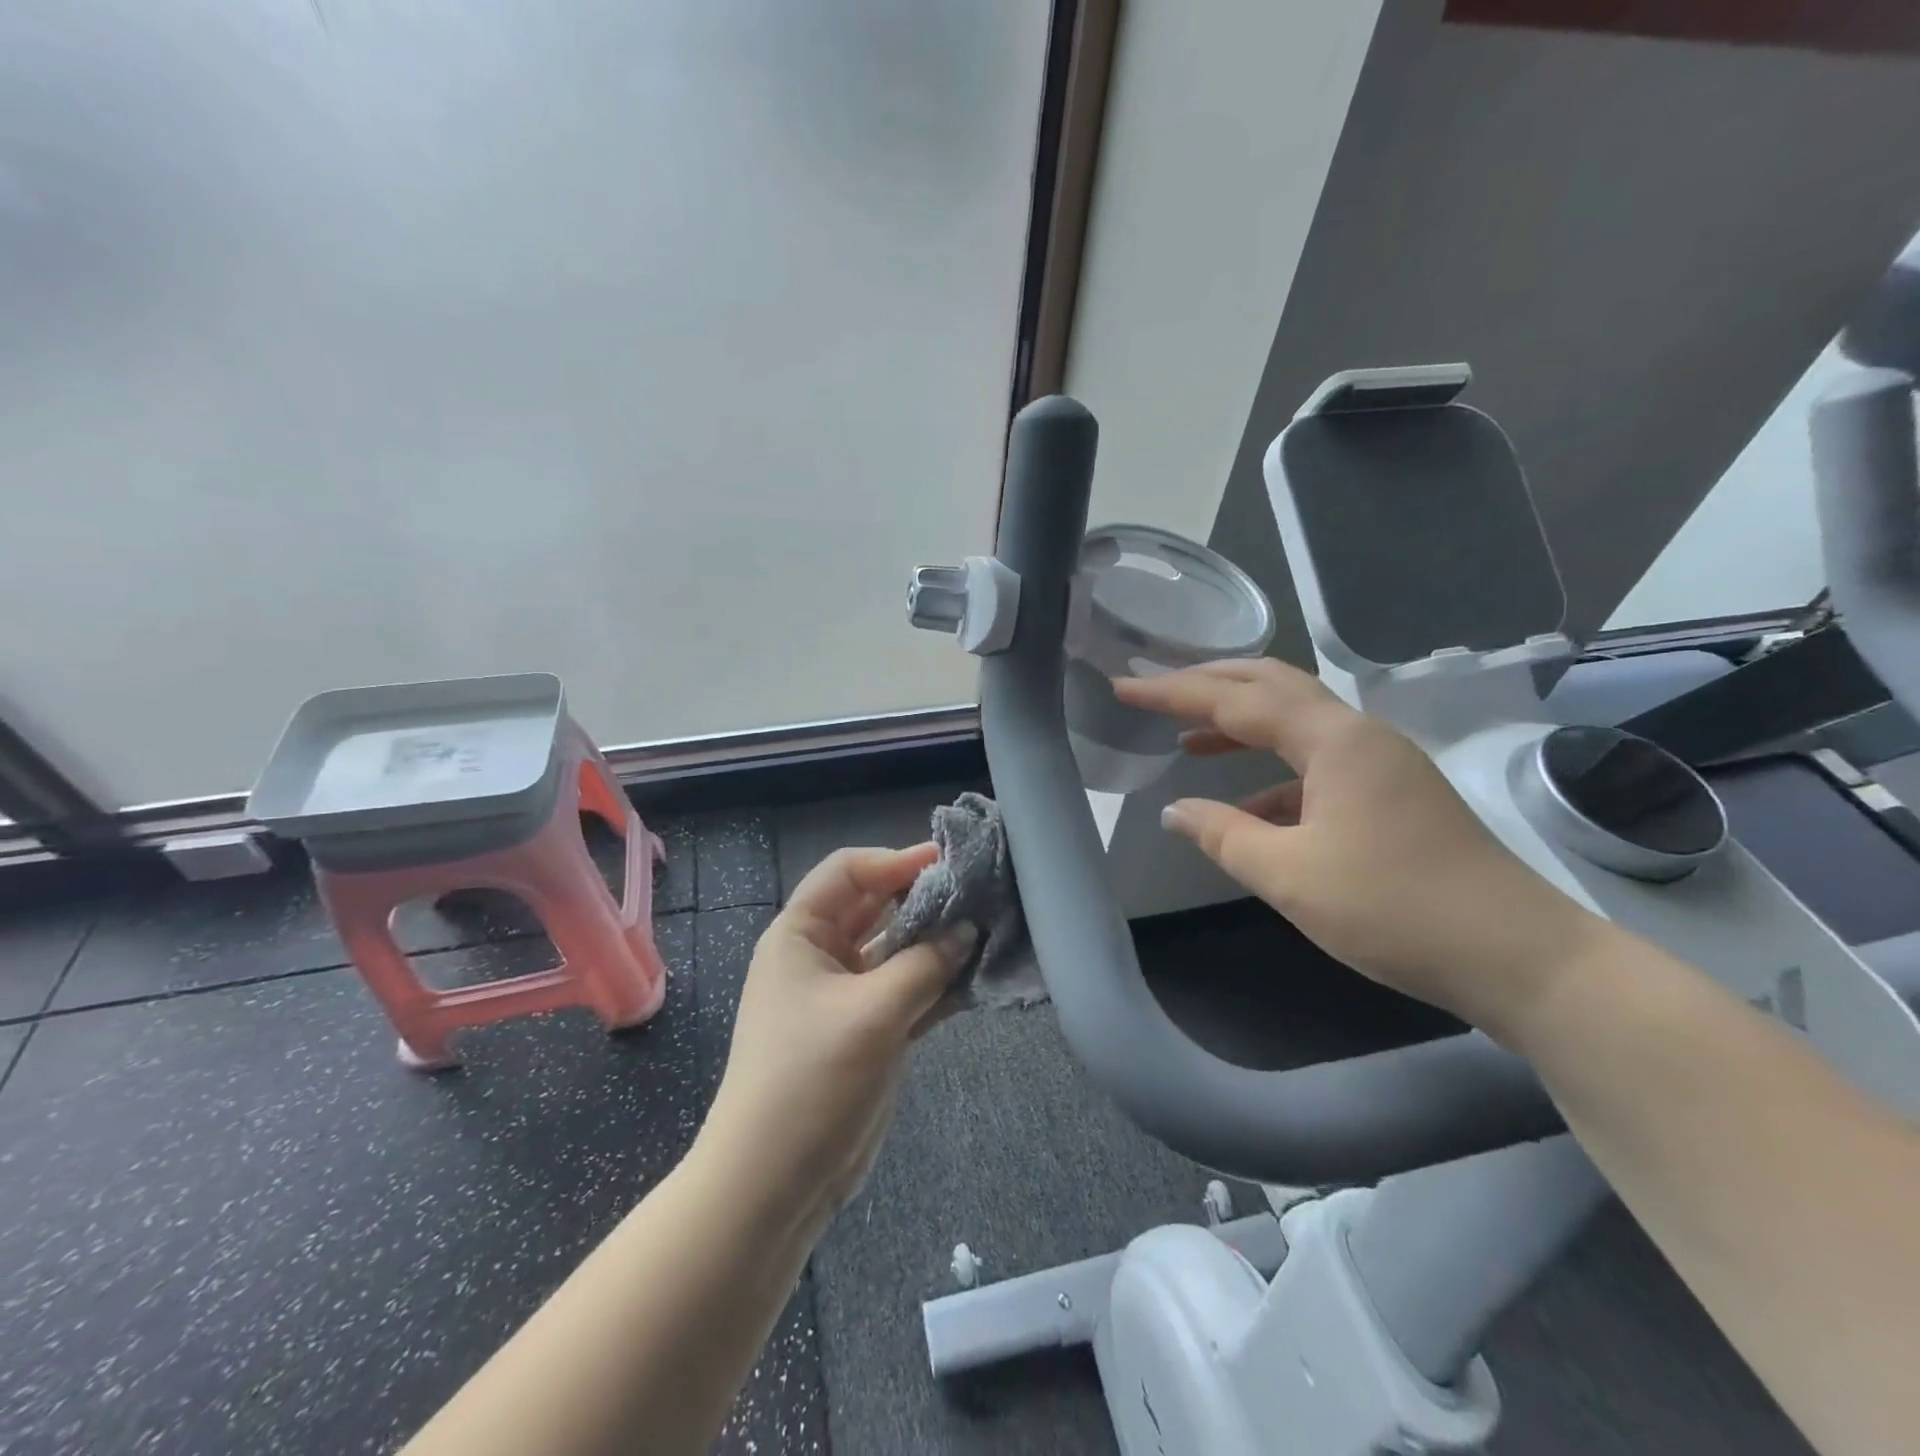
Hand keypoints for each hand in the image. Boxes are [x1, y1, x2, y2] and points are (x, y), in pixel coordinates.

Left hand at [698, 845, 974, 1229]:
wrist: (775, 1184)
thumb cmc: (811, 1079)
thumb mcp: (872, 1013)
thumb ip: (925, 965)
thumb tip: (967, 930)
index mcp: (801, 934)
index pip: (849, 872)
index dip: (895, 860)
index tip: (948, 863)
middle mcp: (822, 955)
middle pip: (877, 906)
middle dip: (923, 897)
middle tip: (978, 891)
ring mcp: (848, 995)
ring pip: (898, 950)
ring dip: (938, 941)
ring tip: (989, 928)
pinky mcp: (870, 1030)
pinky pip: (909, 990)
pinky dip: (939, 983)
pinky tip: (979, 976)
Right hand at [1114, 659, 1608, 1042]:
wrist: (1518, 957)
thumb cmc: (1395, 909)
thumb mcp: (1290, 876)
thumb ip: (1223, 836)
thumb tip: (1174, 811)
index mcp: (1333, 740)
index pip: (1235, 700)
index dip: (1173, 692)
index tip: (1124, 688)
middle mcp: (1358, 734)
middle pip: (1272, 686)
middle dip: (1209, 684)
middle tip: (1156, 690)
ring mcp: (1381, 761)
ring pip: (1296, 721)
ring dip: (1240, 723)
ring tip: (1187, 741)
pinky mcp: (1392, 792)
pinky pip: (1317, 762)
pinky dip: (1272, 770)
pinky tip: (1247, 803)